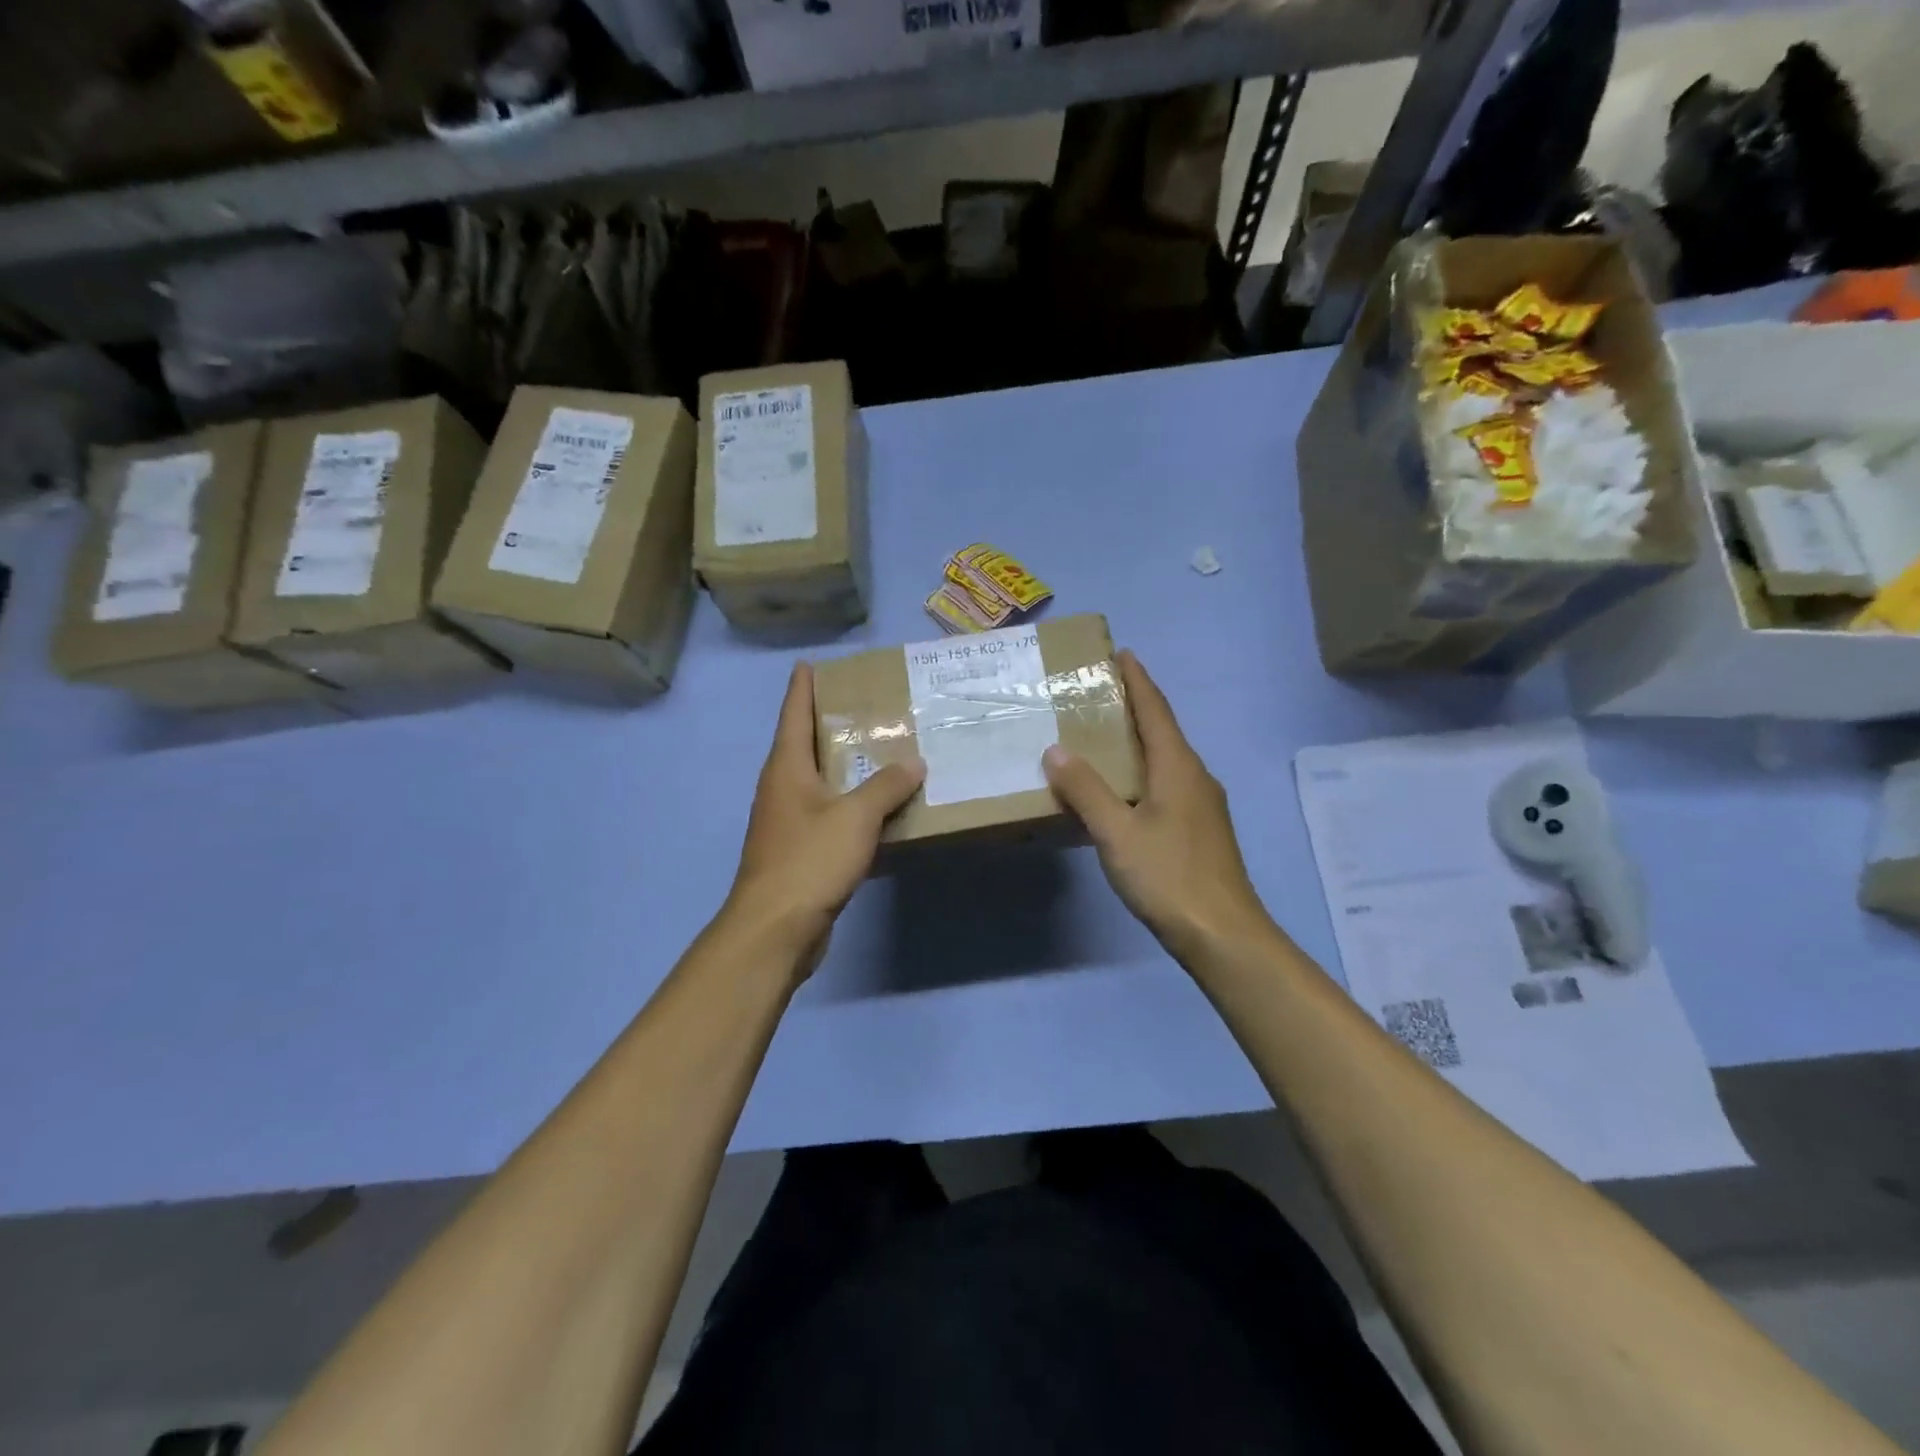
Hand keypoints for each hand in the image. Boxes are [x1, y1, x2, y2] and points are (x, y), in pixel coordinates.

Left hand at [725, 663, 923, 971]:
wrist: (776, 928)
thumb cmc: (810, 860)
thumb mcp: (856, 816)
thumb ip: (886, 786)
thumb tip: (913, 762)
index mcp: (786, 768)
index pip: (793, 714)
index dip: (802, 687)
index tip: (810, 664)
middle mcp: (781, 788)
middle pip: (804, 745)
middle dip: (829, 723)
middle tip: (864, 704)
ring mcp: (787, 822)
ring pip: (818, 782)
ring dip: (843, 767)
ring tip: (878, 750)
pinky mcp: (798, 852)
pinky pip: (828, 815)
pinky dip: (850, 805)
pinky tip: (877, 808)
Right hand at [1042, 650, 1271, 962]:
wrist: (1222, 934)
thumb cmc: (1169, 876)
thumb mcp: (1117, 832)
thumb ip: (1085, 790)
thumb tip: (1056, 750)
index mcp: (1178, 767)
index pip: (1155, 710)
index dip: (1138, 680)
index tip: (1121, 653)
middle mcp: (1195, 776)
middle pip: (1163, 730)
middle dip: (1135, 706)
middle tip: (1099, 692)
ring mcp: (1202, 805)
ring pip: (1166, 759)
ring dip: (1139, 741)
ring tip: (1104, 736)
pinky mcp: (1201, 830)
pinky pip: (1167, 784)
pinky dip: (1143, 771)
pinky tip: (1123, 790)